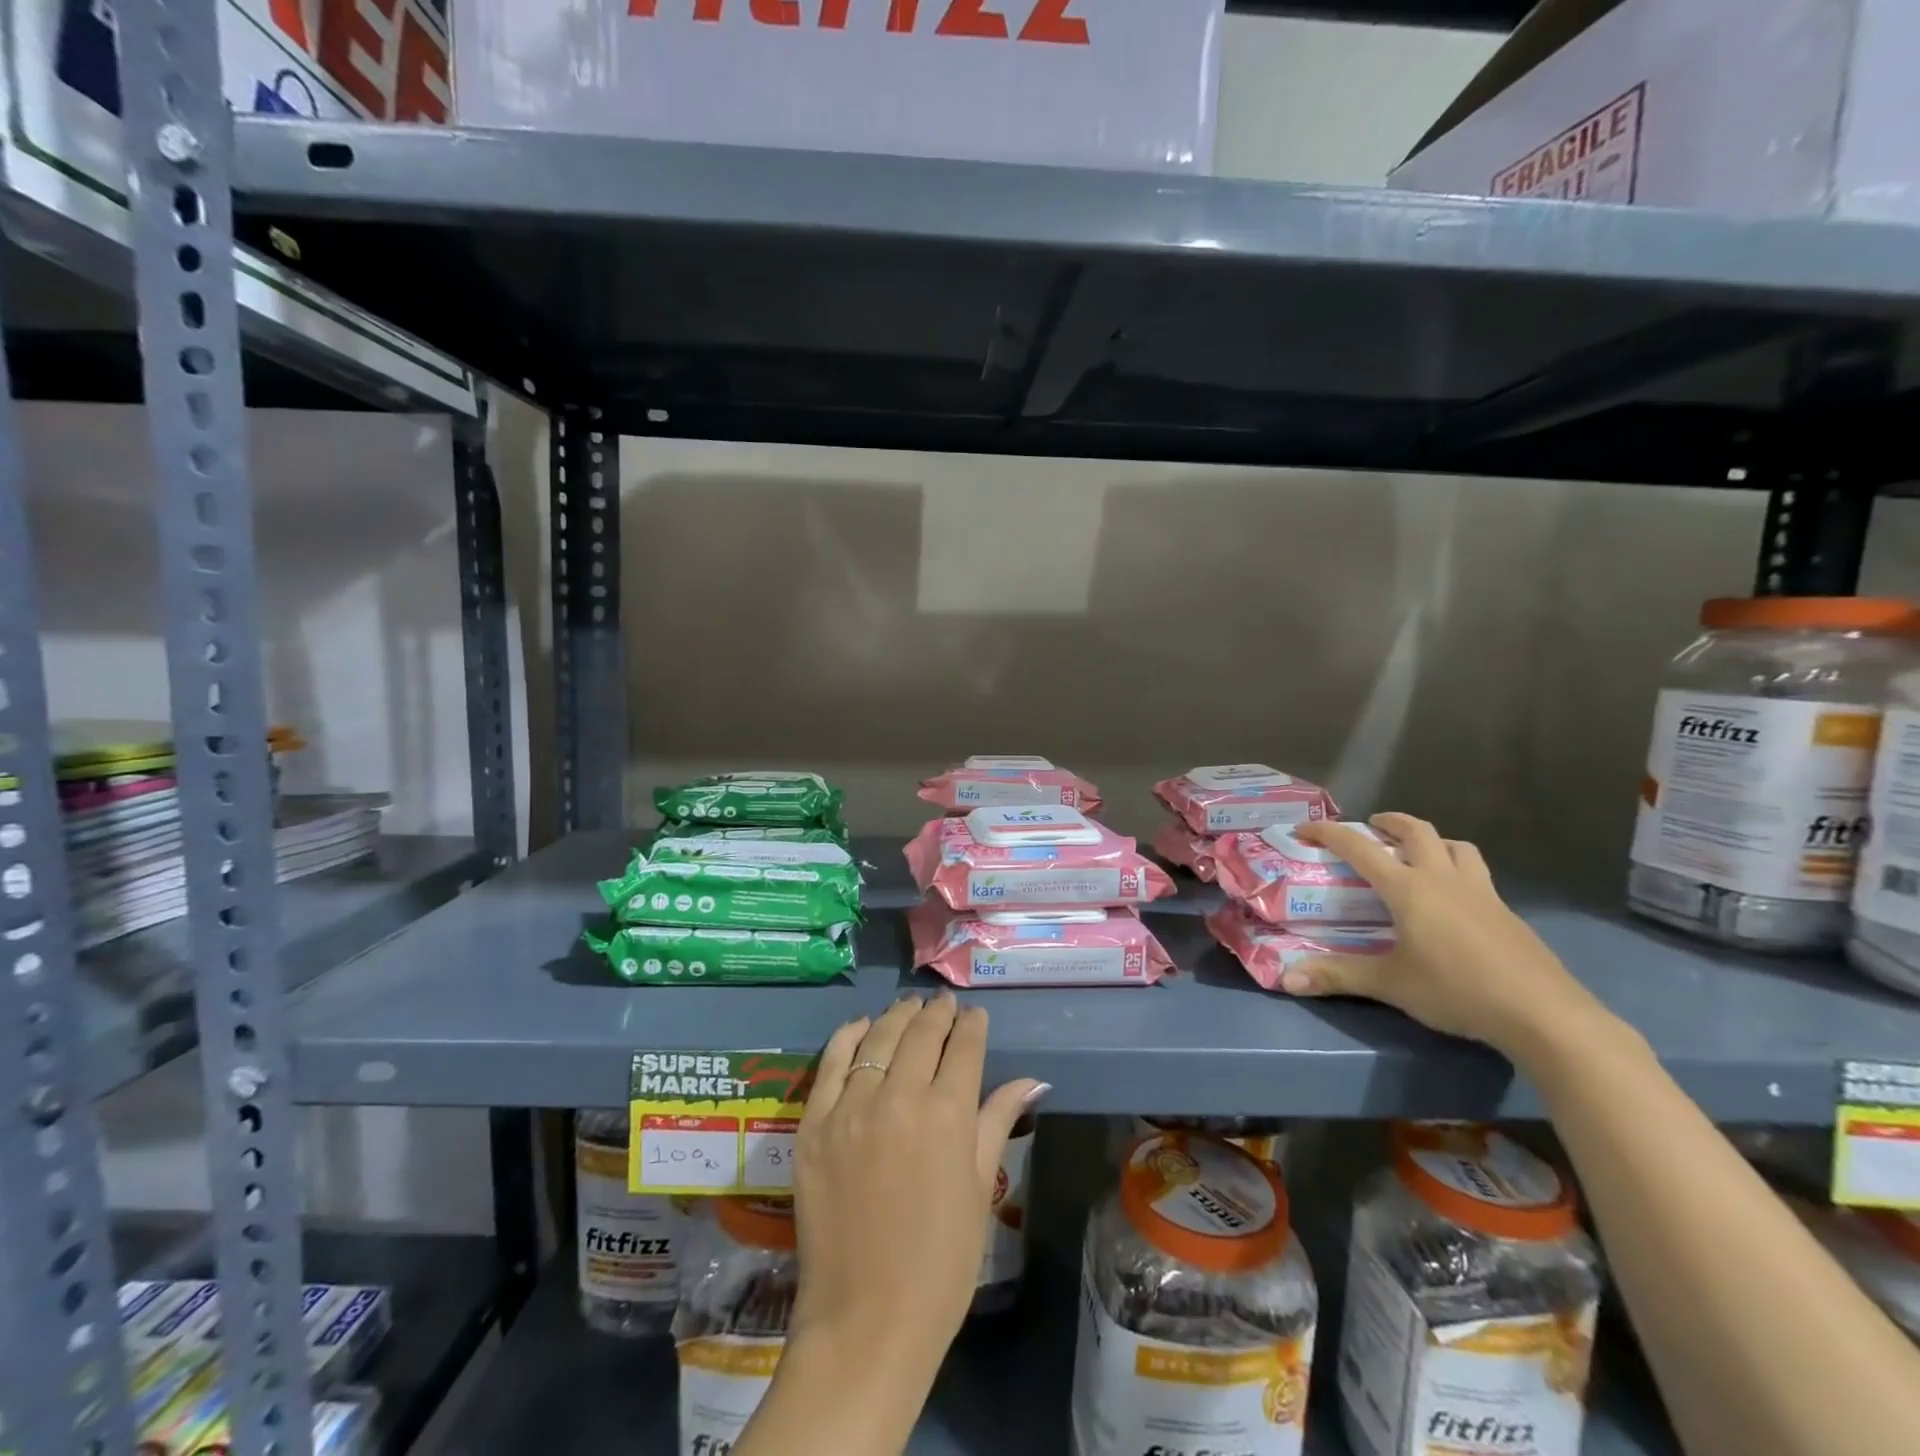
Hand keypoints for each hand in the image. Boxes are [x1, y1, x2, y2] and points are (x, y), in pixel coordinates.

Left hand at [790, 992, 1045, 1386]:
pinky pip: (831, 1063)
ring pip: (878, 1039)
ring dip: (898, 1016)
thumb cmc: (940, 1264)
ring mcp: (851, 1107)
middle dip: (937, 1013)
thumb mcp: (979, 1188)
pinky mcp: (814, 1124)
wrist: (866, 1322)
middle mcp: (900, 1097)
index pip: (964, 1048)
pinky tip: (862, 1026)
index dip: (972, 1026)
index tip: (974, 1015)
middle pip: (922, 1034)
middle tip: (944, 1004)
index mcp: (949, 1115)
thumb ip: (998, 1122)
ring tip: (909, 1006)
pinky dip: (848, 1036)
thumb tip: (1032, 1081)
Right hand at [1287, 814, 1607, 1057]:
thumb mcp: (1390, 984)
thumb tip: (1287, 979)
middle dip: (1390, 822)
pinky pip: (1477, 875)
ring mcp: (1482, 894)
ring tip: (1417, 854)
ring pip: (1456, 847)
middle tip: (1372, 827)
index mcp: (1409, 888)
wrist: (1543, 1014)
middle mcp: (1444, 880)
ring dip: (1432, 840)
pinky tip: (1454, 901)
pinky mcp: (1507, 914)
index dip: (1328, 833)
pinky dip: (1457, 870)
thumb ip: (1338, 976)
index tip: (1304, 829)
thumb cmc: (1457, 989)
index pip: (1360, 847)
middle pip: (1418, 831)